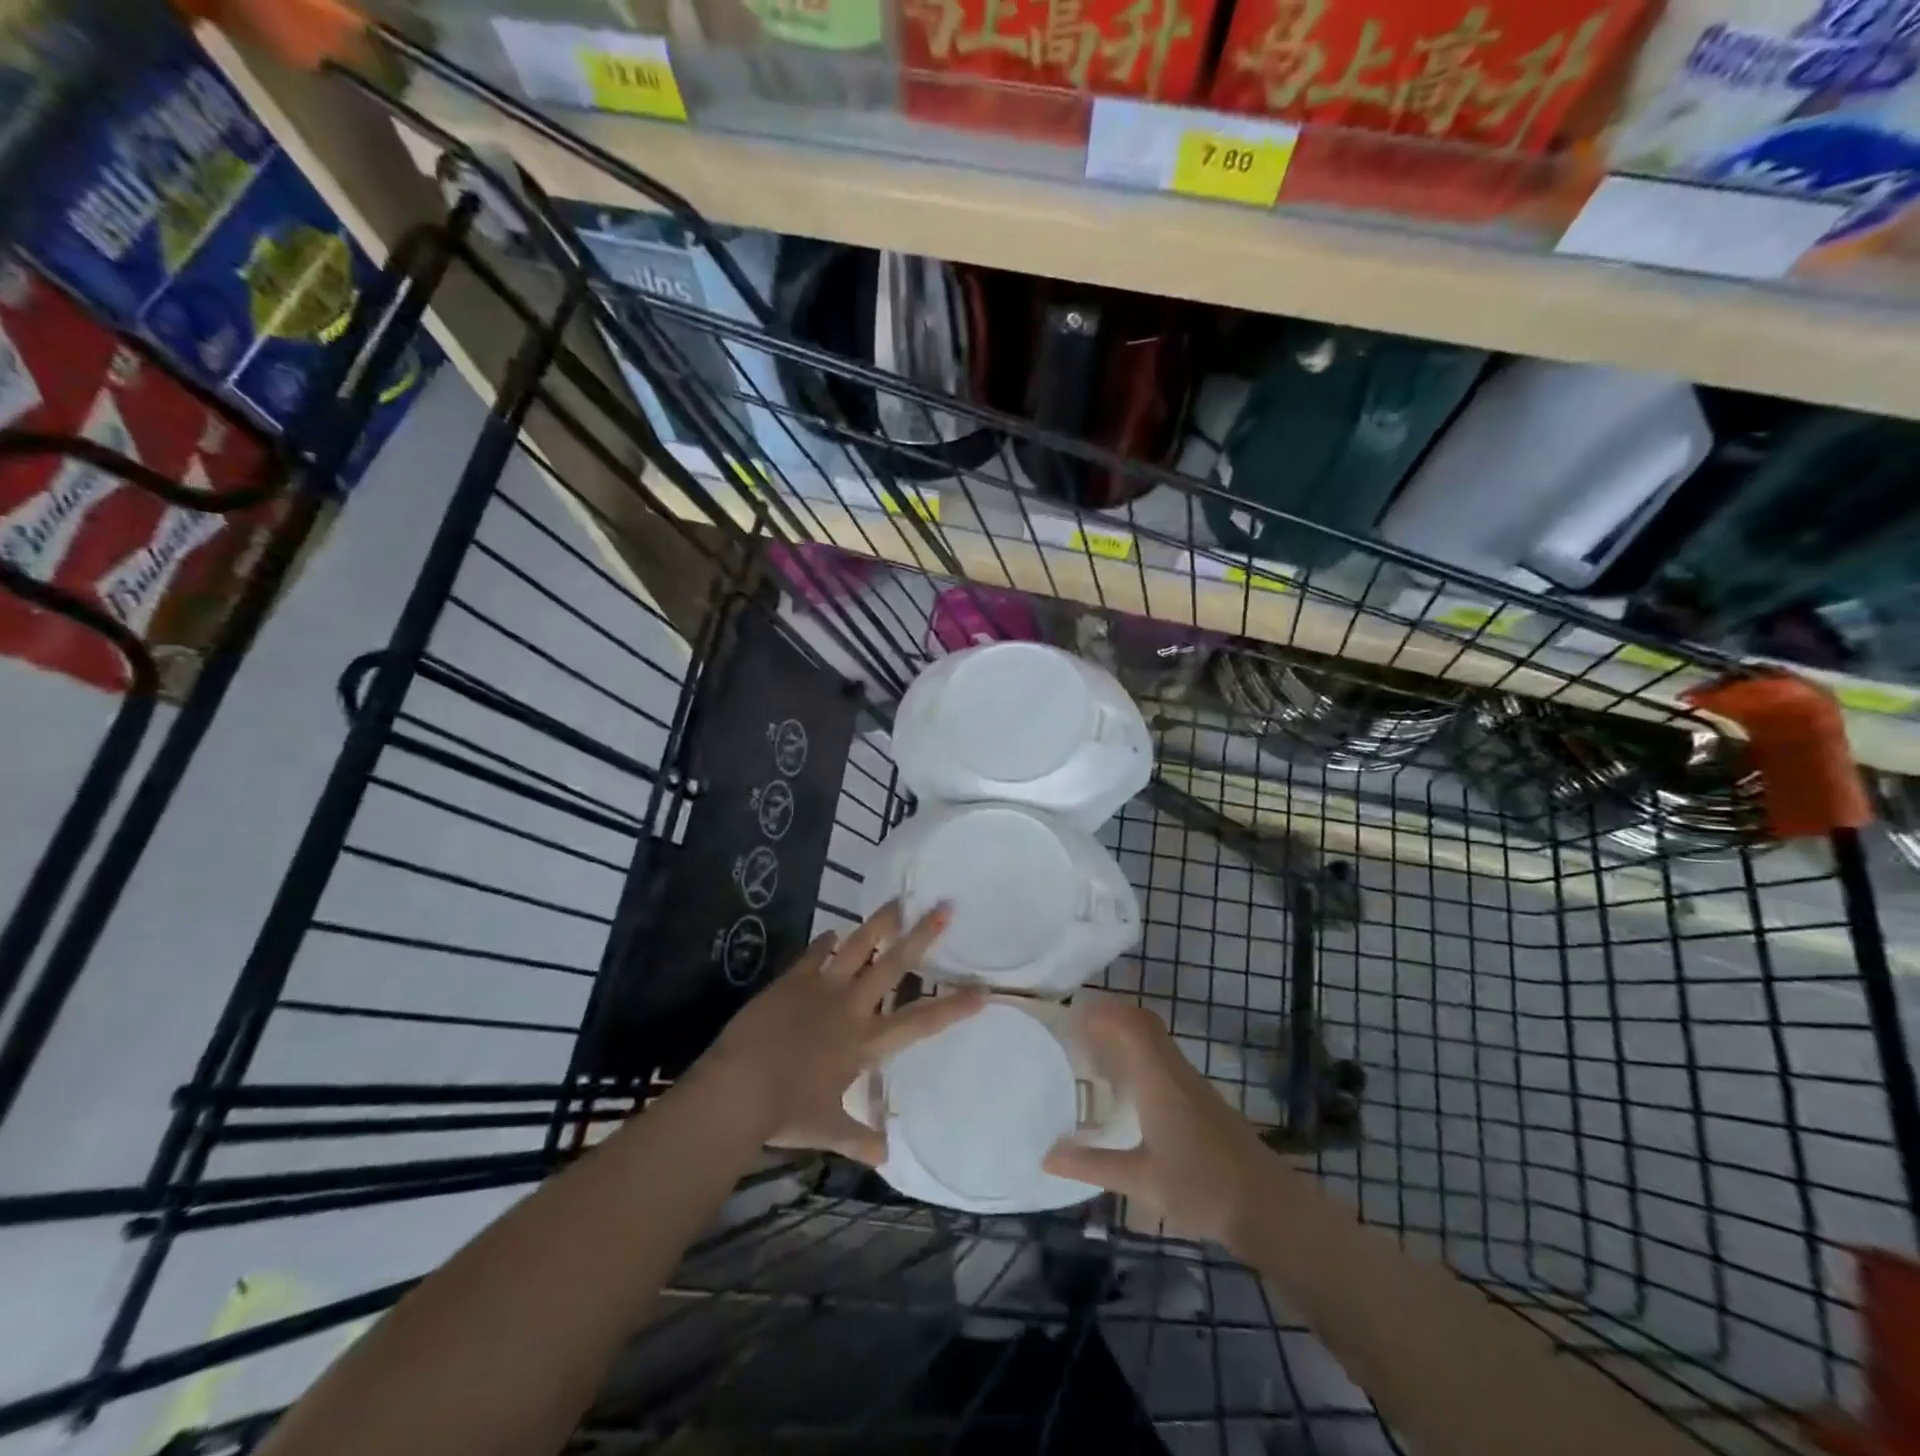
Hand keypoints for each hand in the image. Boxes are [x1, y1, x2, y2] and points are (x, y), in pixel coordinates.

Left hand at [698, 901, 984, 1164]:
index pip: (920, 1022)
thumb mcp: (827, 1130)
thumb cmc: (786, 1113)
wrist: (739, 1088)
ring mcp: (822, 988)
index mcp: (866, 1042)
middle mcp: (852, 1007)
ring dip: (879, 923)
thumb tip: (886, 1157)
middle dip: (922, 936)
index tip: (982, 990)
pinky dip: (825, 942)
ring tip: (898, 900)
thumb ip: (859, 1138)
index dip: (953, 1006)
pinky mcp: (793, 980)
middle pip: (894, 965)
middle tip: (944, 908)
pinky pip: (815, 954)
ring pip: (858, 946)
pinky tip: (832, 932)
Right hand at [1043, 1000, 1272, 1246]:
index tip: (1070, 1014)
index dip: (1102, 1011)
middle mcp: (1175, 1070)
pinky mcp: (1202, 1099)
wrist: (1268, 1207)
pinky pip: (1164, 1058)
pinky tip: (1127, 1088)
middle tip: (1076, 1030)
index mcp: (1159, 1079)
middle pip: (1143, 1023)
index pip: (1130, 1024)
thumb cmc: (1201, 1188)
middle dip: (1110, 1016)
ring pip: (1155, 1040)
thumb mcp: (1140, 1181)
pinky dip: (1140, 1055)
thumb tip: (1046, 1156)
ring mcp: (1192, 1083)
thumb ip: (1092, 1165)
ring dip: (1126, 1034)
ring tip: (1092, 1053)